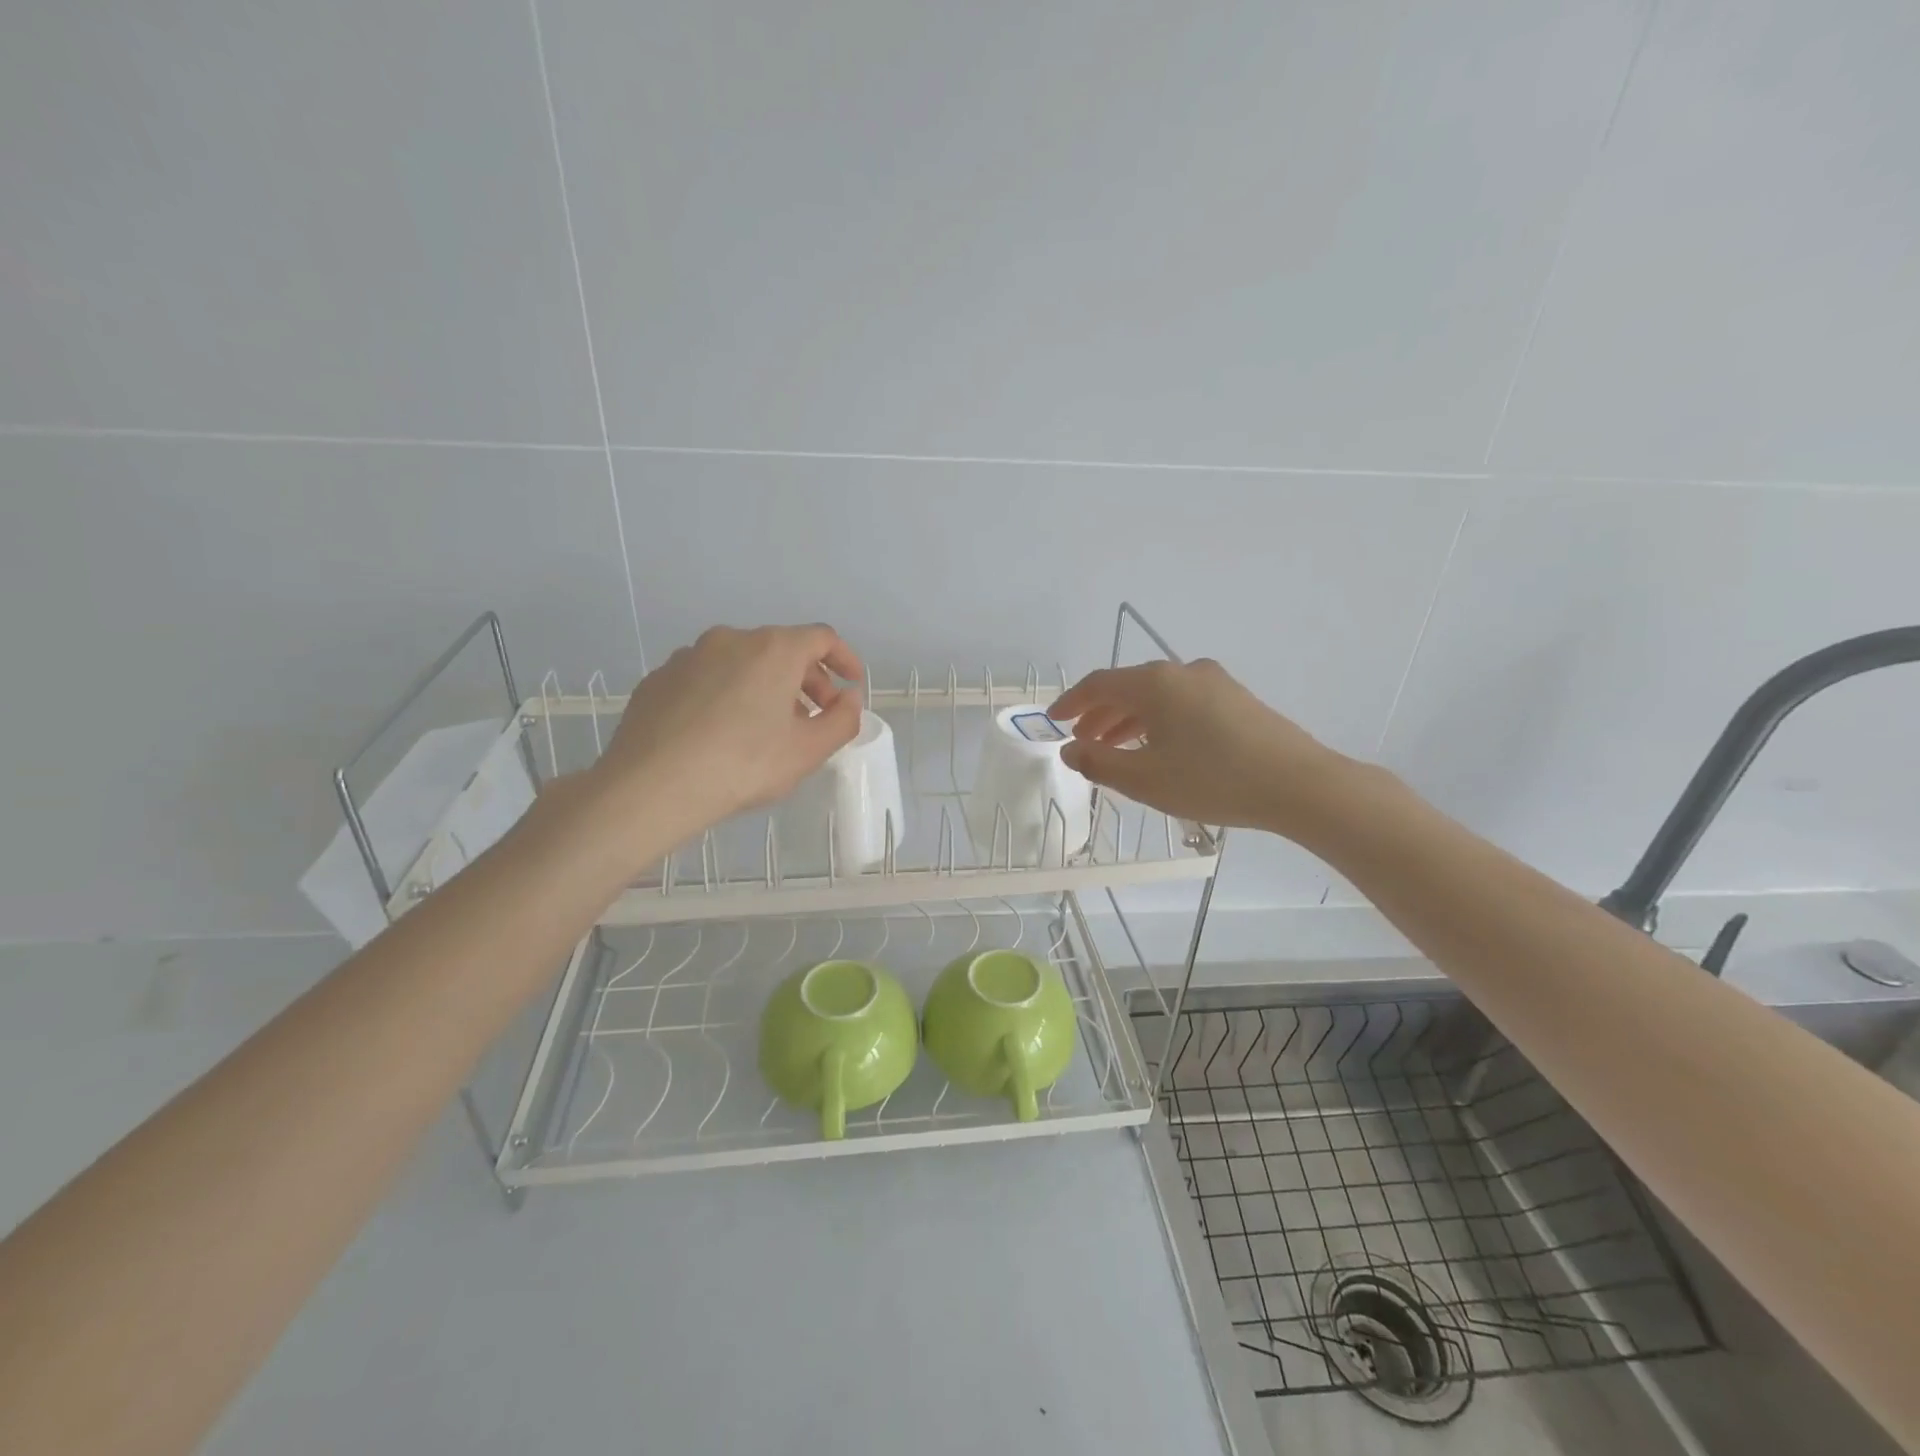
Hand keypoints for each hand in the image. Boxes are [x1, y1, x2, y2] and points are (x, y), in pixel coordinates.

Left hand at [594, 624, 863, 841]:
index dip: (844, 658)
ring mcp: (689, 656)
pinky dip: (727, 694)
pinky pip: (707, 678)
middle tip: (815, 717)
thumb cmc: (742, 765)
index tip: (851, 685)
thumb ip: (842, 720)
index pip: (821, 638)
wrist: (651, 786)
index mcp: (773, 649)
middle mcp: (731, 640)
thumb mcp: (808, 752)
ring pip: (741, 663)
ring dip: (765, 687)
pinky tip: (721, 733)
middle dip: (807, 679)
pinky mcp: (659, 679)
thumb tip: (849, 699)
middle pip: (781, 648)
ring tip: (768, 729)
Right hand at [1048, 658, 1343, 834]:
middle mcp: (1183, 672)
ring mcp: (1214, 682)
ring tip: (1115, 749)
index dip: (1072, 702)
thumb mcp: (1145, 779)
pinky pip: (1182, 703)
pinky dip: (1158, 721)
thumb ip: (1099, 763)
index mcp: (1155, 683)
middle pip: (1129, 687)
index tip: (1054, 720)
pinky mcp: (1236, 699)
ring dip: (1129, 720)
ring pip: (1157, 696)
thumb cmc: (1212, 780)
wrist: (1298, 784)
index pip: (1099, 684)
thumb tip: (1070, 750)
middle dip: (1100, 714)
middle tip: (1082, 740)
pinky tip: (1159, 748)